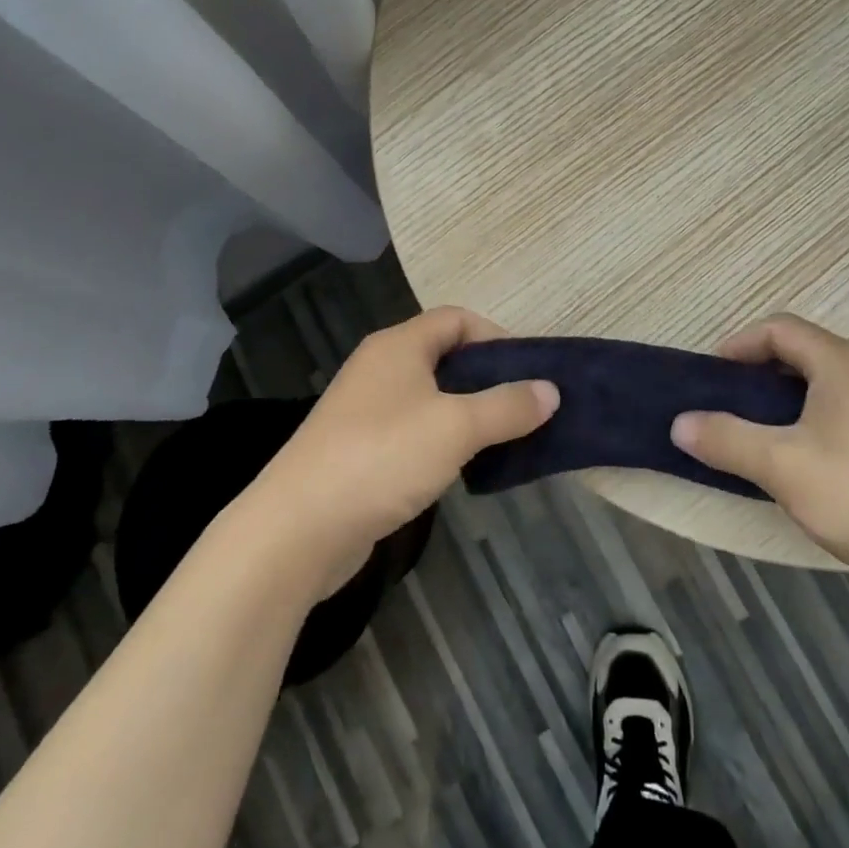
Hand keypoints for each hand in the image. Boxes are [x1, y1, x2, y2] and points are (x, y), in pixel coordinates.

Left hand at [253, 307, 558, 594]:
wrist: (298, 529)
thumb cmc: (382, 457)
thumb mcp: (456, 427)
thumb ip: (507, 406)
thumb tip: (550, 390)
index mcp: (399, 346)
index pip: (456, 319)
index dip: (496, 336)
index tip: (529, 371)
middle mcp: (381, 369)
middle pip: (445, 357)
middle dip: (488, 378)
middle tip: (526, 407)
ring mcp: (367, 411)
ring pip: (431, 398)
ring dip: (469, 413)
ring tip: (505, 438)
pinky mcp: (361, 450)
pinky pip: (415, 431)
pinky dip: (444, 441)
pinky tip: (465, 467)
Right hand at [669, 313, 848, 583]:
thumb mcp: (779, 466)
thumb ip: (725, 438)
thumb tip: (679, 424)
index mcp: (845, 363)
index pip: (782, 329)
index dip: (741, 343)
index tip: (714, 373)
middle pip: (809, 351)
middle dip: (765, 369)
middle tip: (734, 401)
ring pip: (834, 381)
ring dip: (794, 395)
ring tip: (767, 430)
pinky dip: (822, 416)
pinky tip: (814, 458)